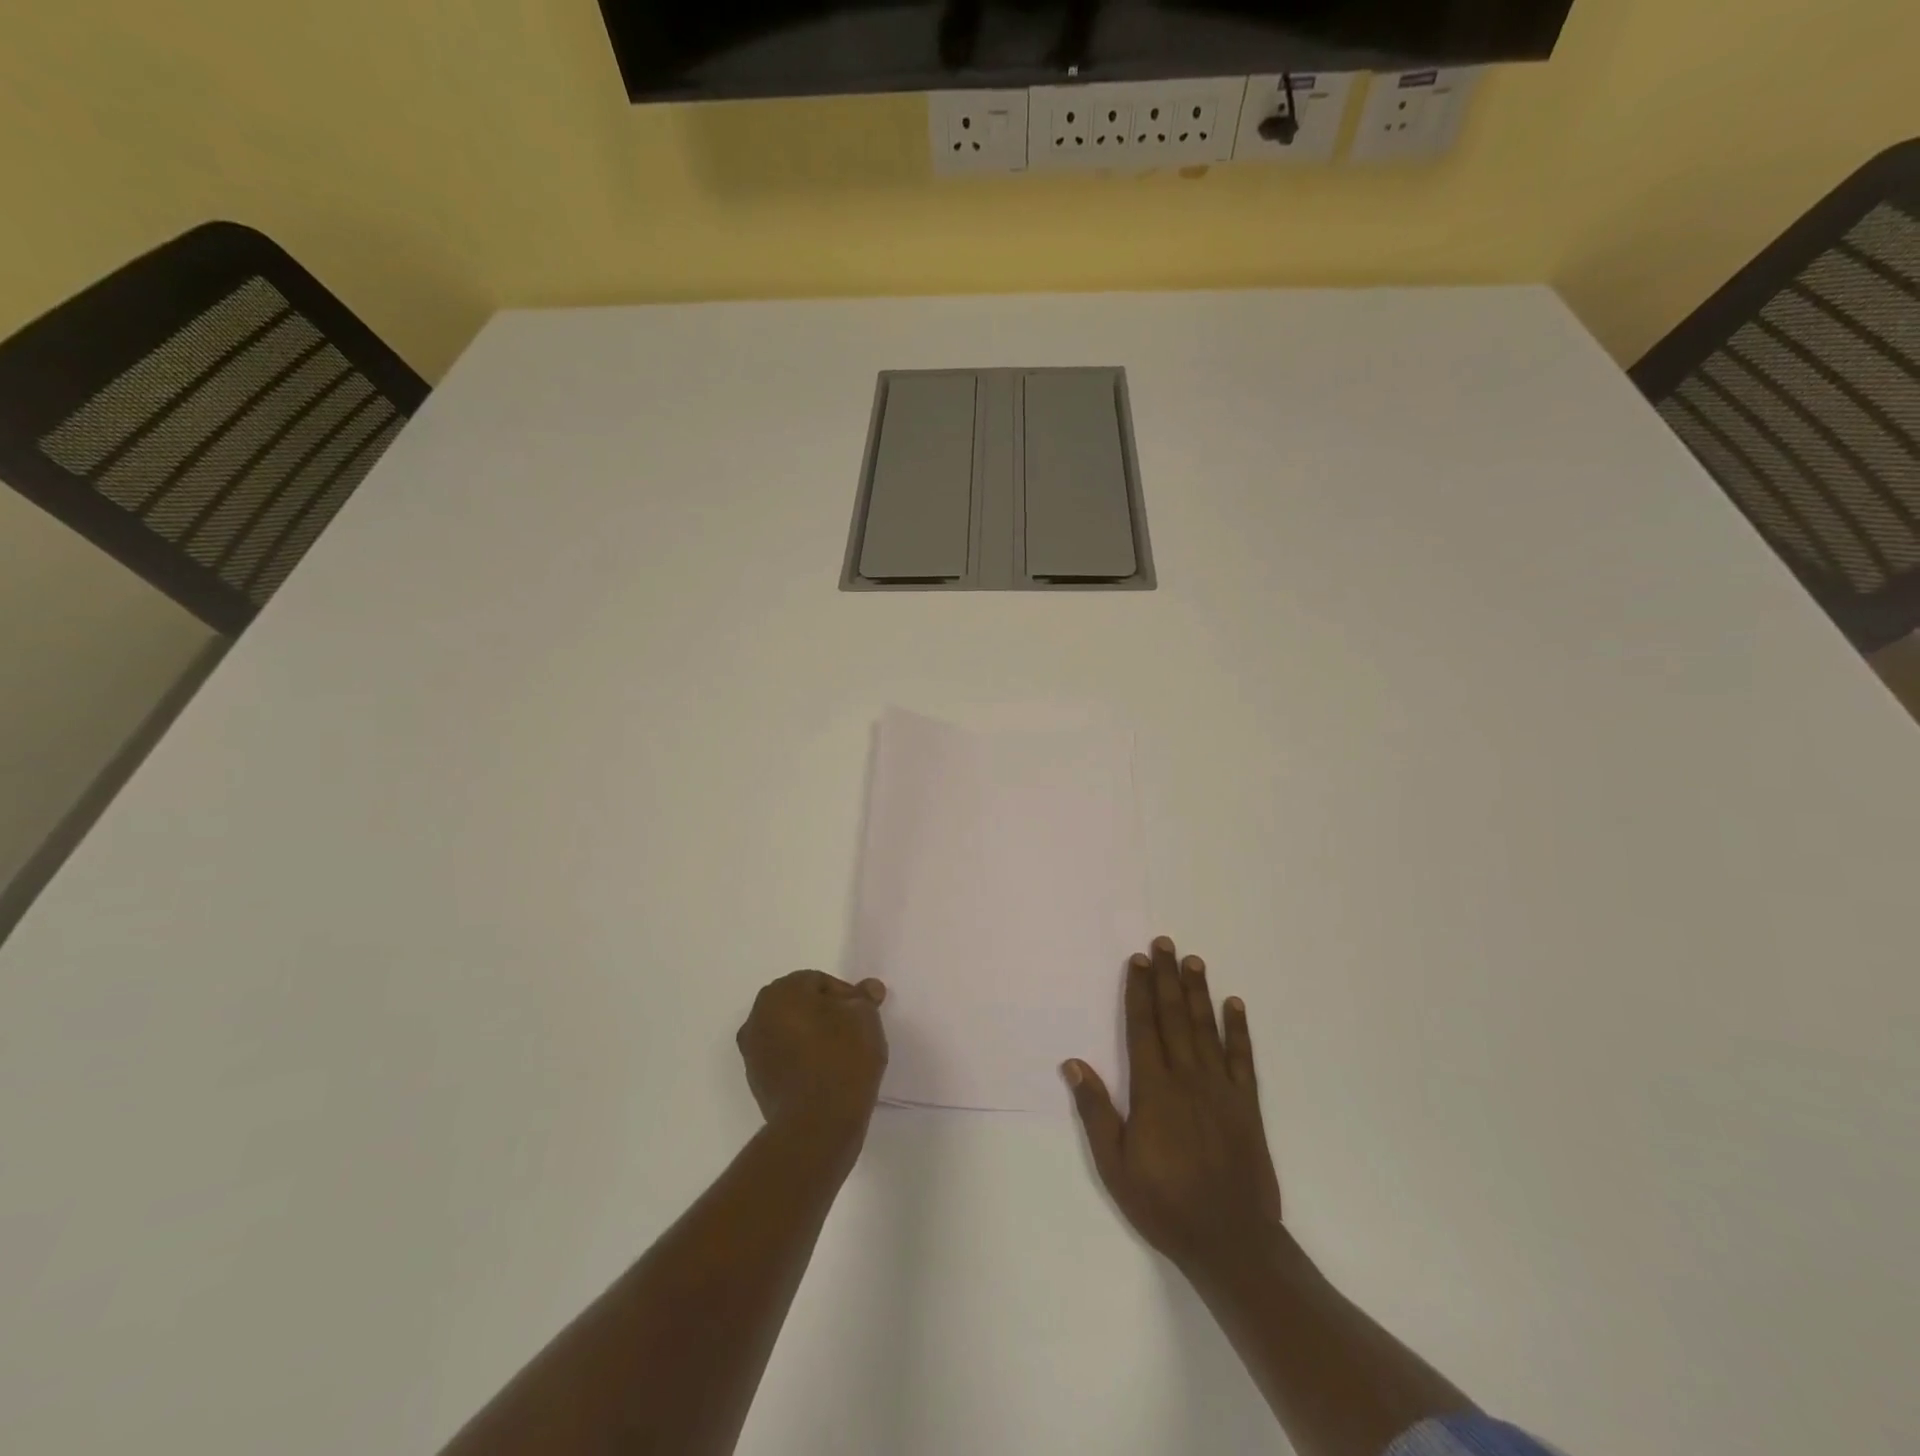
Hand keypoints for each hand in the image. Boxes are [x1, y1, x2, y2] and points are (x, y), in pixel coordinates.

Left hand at [738, 971, 888, 1151]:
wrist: (817, 1123)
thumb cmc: (842, 1057)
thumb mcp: (865, 1017)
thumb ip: (864, 998)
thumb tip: (868, 988)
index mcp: (781, 992)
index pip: (819, 982)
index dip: (846, 996)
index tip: (864, 1016)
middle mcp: (758, 1016)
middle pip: (800, 1005)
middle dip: (826, 1014)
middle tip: (855, 1032)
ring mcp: (753, 1051)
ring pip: (790, 1032)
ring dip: (812, 1037)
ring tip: (842, 1055)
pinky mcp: (757, 1082)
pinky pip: (785, 1059)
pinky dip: (802, 1060)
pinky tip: (825, 1074)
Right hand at [1064, 936, 1282, 1282]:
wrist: (1230, 1241)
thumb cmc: (1164, 1203)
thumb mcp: (1114, 1165)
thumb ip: (1095, 1111)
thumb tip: (1072, 1063)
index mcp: (1153, 1089)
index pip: (1143, 1027)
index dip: (1139, 991)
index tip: (1137, 961)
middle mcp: (1187, 1078)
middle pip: (1174, 1016)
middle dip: (1166, 977)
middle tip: (1164, 943)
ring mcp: (1220, 1088)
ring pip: (1206, 1028)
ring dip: (1198, 992)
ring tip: (1193, 960)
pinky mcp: (1246, 1104)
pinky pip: (1242, 1057)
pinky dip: (1238, 1029)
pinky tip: (1234, 1005)